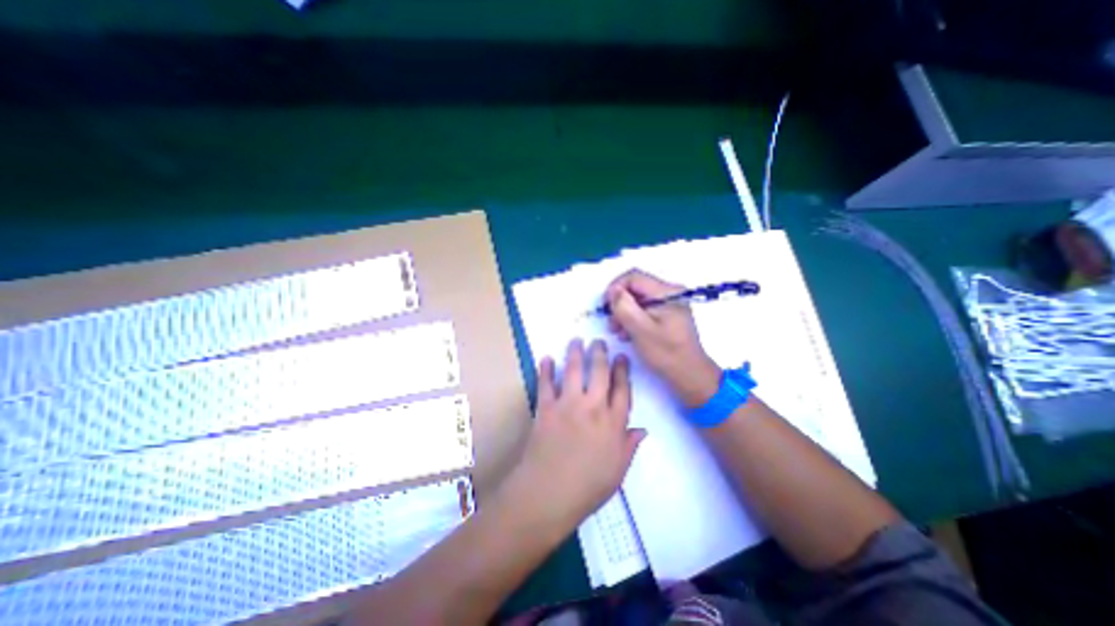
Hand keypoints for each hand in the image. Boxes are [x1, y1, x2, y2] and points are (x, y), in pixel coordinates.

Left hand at [505, 339, 645, 529]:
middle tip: (599, 341)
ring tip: (576, 340)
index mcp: (613, 423)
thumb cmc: (587, 487)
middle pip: (599, 372)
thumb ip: (629, 446)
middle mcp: (593, 407)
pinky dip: (545, 369)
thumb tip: (642, 430)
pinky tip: (546, 358)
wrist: (548, 494)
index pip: (622, 389)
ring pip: (573, 370)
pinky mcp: (546, 407)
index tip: (621, 357)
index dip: (622, 370)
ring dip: (575, 352)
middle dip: (600, 353)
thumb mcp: (617, 471)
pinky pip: (546, 383)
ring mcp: (568, 404)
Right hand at [607, 268, 719, 408]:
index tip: (605, 306)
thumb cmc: (666, 353)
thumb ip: (624, 307)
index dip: (615, 287)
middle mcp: (670, 293)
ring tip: (618, 331)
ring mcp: (670, 303)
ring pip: (638, 299)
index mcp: (667, 292)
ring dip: (624, 312)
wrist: (690, 375)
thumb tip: (613, 290)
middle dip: (619, 303)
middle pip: (636, 287)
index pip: (633, 277)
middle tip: (612, 323)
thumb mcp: (641, 330)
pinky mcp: (668, 314)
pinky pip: (645, 309)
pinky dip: (634, 318)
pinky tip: (628, 333)